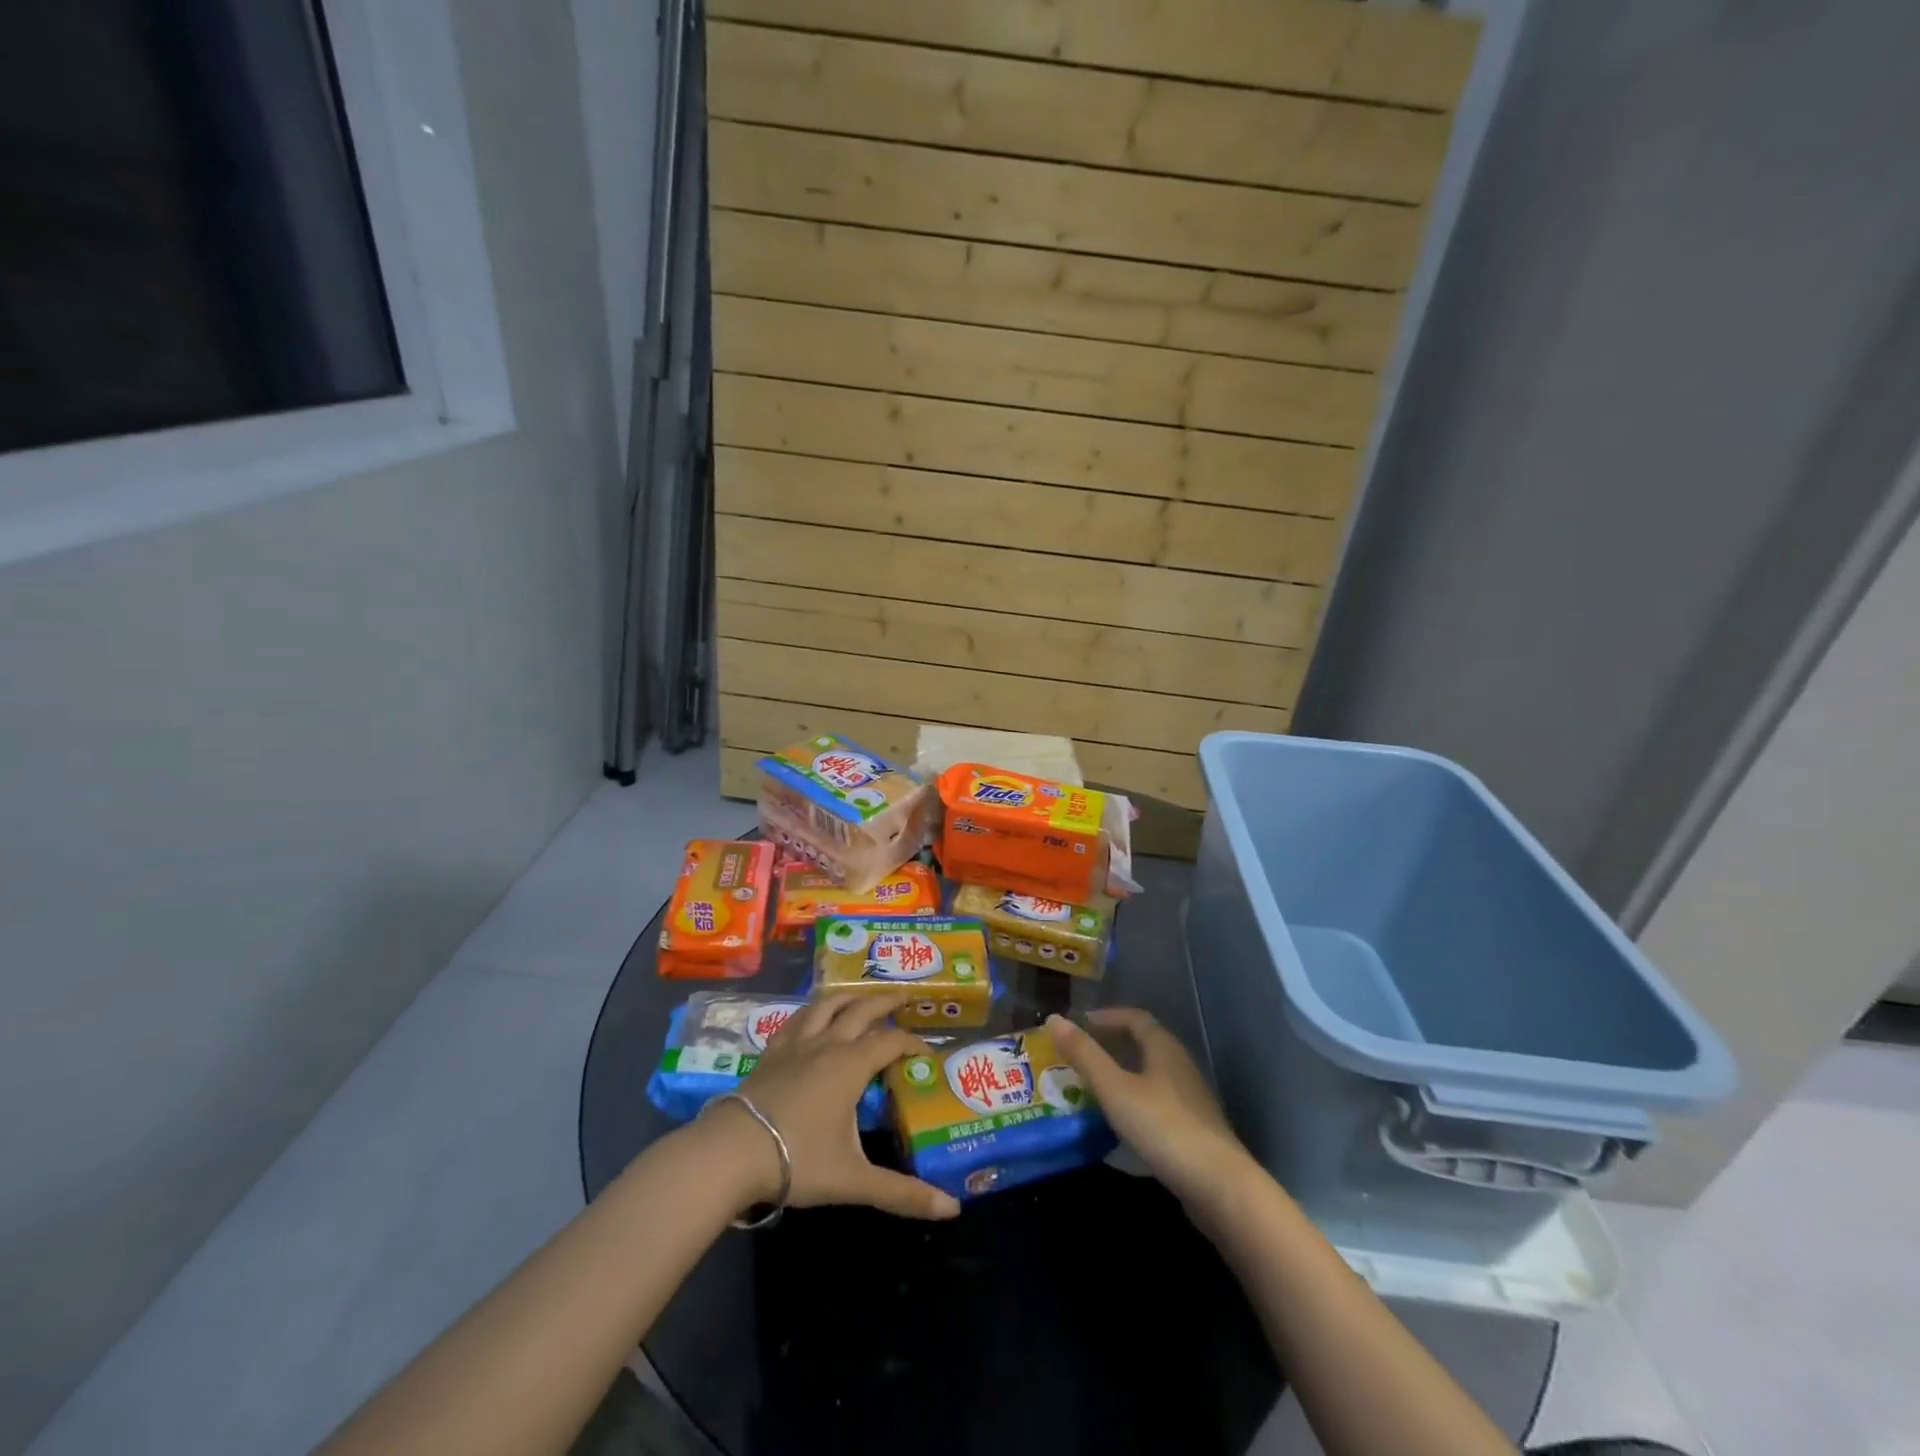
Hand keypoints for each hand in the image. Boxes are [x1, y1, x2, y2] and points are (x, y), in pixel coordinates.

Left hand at [709, 991, 960, 1220]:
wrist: (731, 1153)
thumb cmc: (798, 1160)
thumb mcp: (854, 1180)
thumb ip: (902, 1193)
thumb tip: (952, 1209)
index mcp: (851, 1065)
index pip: (892, 1042)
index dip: (913, 1043)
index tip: (927, 1052)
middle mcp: (827, 1044)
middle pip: (861, 1010)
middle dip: (885, 1002)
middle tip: (904, 998)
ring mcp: (796, 1044)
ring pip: (826, 1006)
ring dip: (848, 998)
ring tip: (860, 997)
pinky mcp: (771, 1052)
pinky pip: (796, 1020)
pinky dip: (812, 1011)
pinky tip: (812, 1017)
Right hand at [1046, 1009, 1251, 1208]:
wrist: (1220, 1187)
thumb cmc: (1164, 1128)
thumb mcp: (1115, 1089)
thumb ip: (1085, 1055)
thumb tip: (1054, 1018)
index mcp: (1164, 1049)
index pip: (1135, 1018)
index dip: (1107, 1016)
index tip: (1081, 1023)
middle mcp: (1181, 1067)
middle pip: (1145, 1045)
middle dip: (1113, 1045)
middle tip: (1081, 1055)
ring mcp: (1191, 1100)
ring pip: (1151, 1076)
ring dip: (1123, 1075)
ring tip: (1093, 1089)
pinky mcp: (1194, 1131)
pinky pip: (1158, 1103)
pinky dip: (1135, 1102)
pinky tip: (1120, 1124)